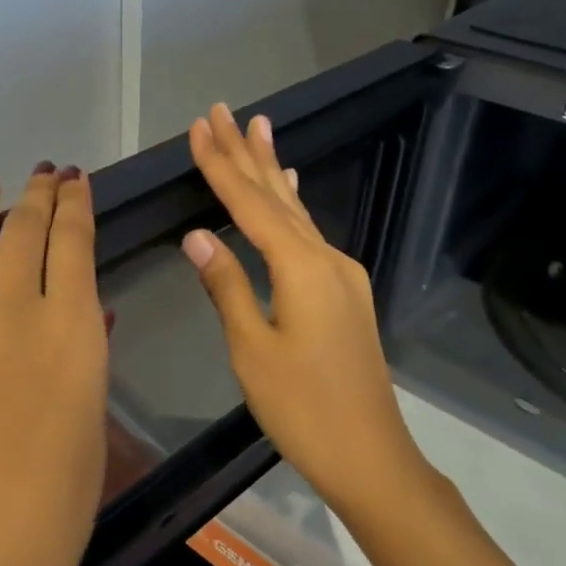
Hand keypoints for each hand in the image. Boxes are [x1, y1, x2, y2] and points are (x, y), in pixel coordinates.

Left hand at [0, 164, 108, 565]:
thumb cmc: (55, 503)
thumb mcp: (91, 419)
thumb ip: (88, 352)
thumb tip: (88, 309)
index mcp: (71, 328)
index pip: (74, 241)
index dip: (75, 205)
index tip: (75, 182)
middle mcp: (13, 306)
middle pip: (25, 229)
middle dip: (39, 195)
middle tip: (45, 175)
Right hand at [181, 105, 429, 516]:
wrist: (369, 454)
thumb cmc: (302, 407)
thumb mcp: (252, 349)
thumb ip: (227, 286)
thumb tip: (196, 235)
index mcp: (301, 268)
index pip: (250, 205)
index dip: (221, 166)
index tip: (199, 128)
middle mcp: (326, 259)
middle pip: (277, 196)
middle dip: (246, 153)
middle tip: (223, 111)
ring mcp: (341, 275)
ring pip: (297, 211)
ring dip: (272, 170)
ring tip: (258, 128)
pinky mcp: (344, 293)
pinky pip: (310, 234)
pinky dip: (293, 205)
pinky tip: (293, 189)